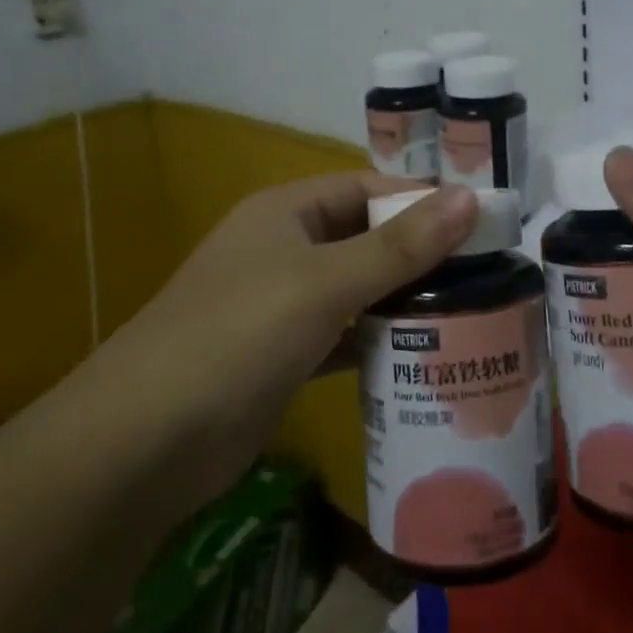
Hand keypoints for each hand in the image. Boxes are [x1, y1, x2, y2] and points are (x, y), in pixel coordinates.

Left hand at [85, 173, 478, 503]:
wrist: (143, 444)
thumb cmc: (237, 337)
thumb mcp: (323, 283)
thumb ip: (399, 245)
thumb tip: (471, 197)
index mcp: (287, 213)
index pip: (368, 188)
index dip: (423, 200)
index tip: (485, 223)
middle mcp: (284, 250)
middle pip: (366, 238)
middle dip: (421, 254)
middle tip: (489, 274)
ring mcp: (281, 307)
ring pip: (358, 290)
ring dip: (405, 300)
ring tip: (471, 313)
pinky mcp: (284, 358)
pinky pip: (344, 337)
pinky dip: (379, 343)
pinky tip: (424, 356)